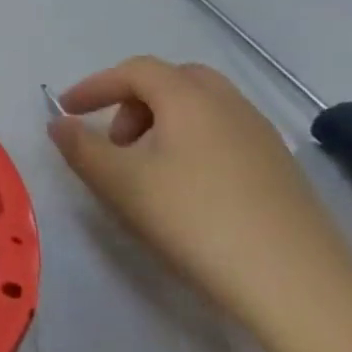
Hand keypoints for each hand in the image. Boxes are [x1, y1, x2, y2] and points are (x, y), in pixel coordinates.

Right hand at [48, 56, 351, 324]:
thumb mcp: (118, 182)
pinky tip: (183, 186)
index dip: (95, 85)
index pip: (136, 71)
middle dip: (134, 99)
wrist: (293, 280)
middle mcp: (231, 106)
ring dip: (163, 121)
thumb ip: (80, 147)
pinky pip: (225, 133)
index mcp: (190, 100)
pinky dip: (192, 141)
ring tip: (143, 166)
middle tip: (112, 137)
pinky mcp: (280, 169)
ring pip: (203, 107)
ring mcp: (263, 137)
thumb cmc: (191, 218)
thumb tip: (59, 123)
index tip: (66, 110)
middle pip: (176, 80)